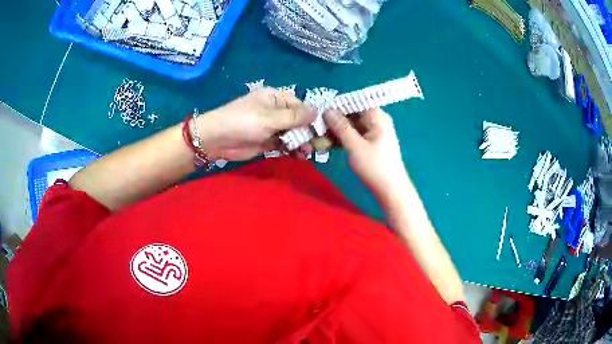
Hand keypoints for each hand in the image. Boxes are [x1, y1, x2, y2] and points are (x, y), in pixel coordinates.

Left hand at [197, 87, 315, 160]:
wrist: (216, 140)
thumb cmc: (243, 122)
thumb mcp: (270, 118)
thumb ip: (294, 117)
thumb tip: (318, 111)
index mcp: (275, 98)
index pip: (300, 105)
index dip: (312, 116)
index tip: (324, 129)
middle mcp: (275, 111)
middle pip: (298, 120)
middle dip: (308, 131)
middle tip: (319, 144)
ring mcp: (271, 127)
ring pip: (292, 133)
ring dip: (301, 142)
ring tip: (308, 152)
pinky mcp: (267, 141)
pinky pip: (284, 144)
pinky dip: (292, 149)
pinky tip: (299, 156)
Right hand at [324, 108, 409, 197]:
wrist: (391, 190)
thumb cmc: (375, 166)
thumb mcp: (355, 146)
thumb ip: (341, 127)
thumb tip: (327, 110)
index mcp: (378, 116)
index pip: (355, 101)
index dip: (338, 104)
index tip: (320, 110)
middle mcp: (378, 120)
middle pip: (354, 113)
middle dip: (336, 117)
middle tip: (317, 124)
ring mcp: (375, 132)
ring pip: (353, 124)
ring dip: (338, 128)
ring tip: (320, 134)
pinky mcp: (372, 143)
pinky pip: (356, 134)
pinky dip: (345, 137)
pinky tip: (331, 142)